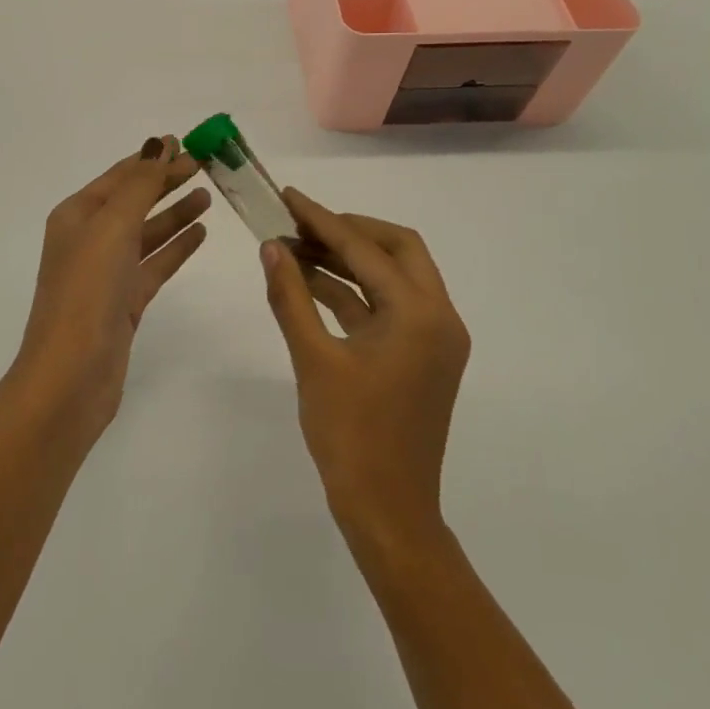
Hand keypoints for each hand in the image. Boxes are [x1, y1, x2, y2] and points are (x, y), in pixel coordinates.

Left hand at [12, 137, 208, 442]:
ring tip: (208, 196)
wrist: (71, 375)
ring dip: (174, 212)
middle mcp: (89, 240)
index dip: (150, 159)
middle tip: (205, 165)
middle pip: (134, 201)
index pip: (119, 176)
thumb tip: (158, 145)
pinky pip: (155, 263)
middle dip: (166, 182)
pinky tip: (200, 233)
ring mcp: (107, 272)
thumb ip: (139, 186)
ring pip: (147, 232)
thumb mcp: (111, 228)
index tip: (185, 142)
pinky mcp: (124, 301)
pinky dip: (176, 247)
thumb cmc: (86, 292)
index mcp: (76, 216)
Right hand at [259, 189, 470, 550]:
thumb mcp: (314, 360)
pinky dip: (352, 292)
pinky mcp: (420, 356)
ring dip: (348, 260)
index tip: (289, 197)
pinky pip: (387, 308)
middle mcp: (438, 317)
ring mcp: (433, 338)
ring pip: (393, 277)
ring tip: (295, 248)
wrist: (387, 511)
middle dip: (348, 230)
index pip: (366, 250)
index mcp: (420, 314)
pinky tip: (311, 284)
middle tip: (301, 223)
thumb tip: (271, 248)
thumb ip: (291, 297)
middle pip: (397, 249)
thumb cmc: (351, 435)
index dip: (322, 220)